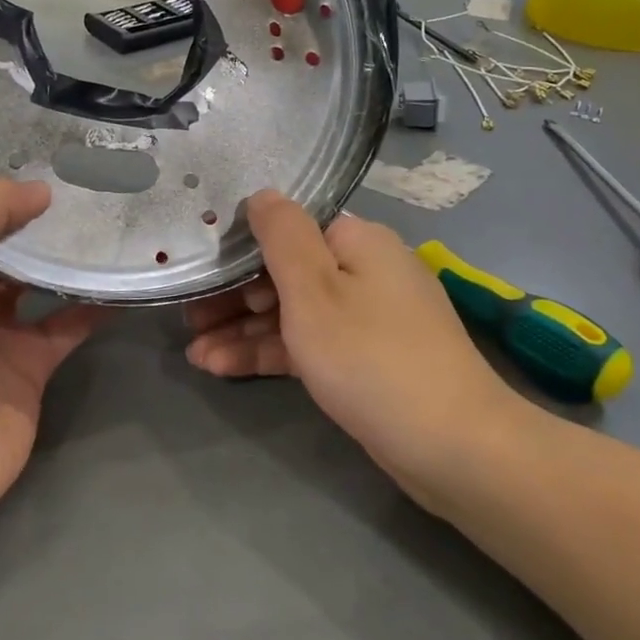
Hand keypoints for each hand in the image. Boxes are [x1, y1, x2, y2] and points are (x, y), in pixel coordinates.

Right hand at [185, 191, 532, 506]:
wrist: (452, 446)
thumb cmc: (369, 356)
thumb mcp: (313, 289)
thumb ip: (281, 236)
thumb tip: (263, 193)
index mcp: (357, 241)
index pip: (289, 228)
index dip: (241, 247)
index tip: (199, 269)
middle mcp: (365, 270)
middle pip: (287, 272)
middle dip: (234, 296)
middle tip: (187, 318)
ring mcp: (367, 318)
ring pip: (294, 313)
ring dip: (244, 330)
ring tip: (193, 352)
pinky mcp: (365, 360)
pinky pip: (310, 344)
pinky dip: (271, 352)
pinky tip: (223, 366)